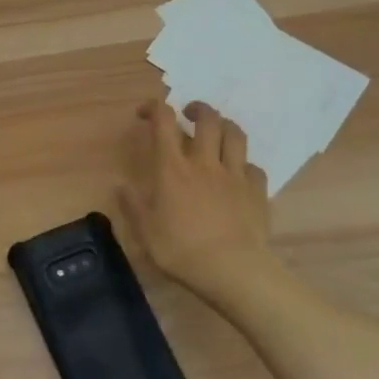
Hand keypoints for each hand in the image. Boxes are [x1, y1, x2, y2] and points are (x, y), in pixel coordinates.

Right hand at [116, 100, 278, 308]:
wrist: (232, 269)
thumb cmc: (181, 249)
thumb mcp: (145, 230)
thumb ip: (133, 205)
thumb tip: (121, 185)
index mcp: (173, 169)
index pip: (164, 123)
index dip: (155, 108)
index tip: (146, 112)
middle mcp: (204, 163)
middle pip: (207, 120)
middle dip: (197, 109)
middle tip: (188, 113)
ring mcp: (234, 175)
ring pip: (235, 135)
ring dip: (225, 126)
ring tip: (217, 131)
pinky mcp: (257, 192)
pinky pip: (253, 167)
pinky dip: (243, 164)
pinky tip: (238, 173)